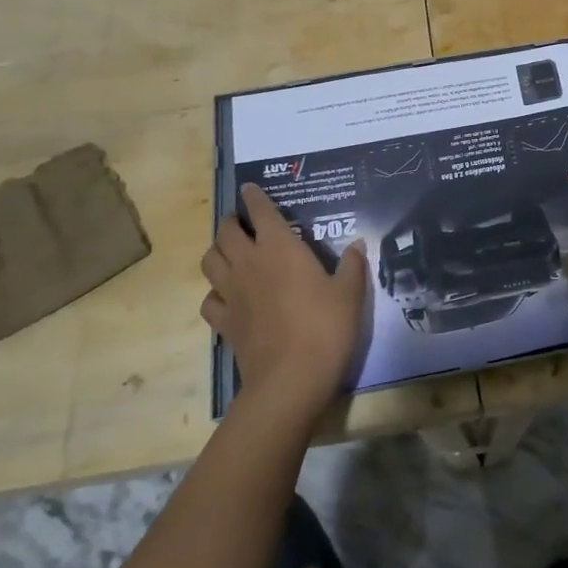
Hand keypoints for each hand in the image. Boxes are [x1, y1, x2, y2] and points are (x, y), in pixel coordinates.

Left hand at [202, 184, 367, 421]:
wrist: (290, 379)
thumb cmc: (325, 327)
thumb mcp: (350, 293)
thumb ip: (352, 265)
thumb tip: (358, 244)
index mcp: (280, 247)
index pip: (260, 211)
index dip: (254, 197)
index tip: (248, 188)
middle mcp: (249, 262)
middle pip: (226, 232)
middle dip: (231, 222)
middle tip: (242, 223)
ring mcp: (232, 293)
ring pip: (210, 261)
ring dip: (217, 252)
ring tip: (230, 253)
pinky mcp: (224, 322)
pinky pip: (209, 300)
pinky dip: (214, 293)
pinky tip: (227, 296)